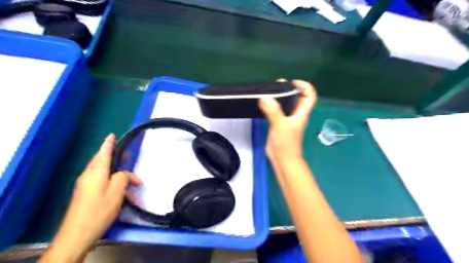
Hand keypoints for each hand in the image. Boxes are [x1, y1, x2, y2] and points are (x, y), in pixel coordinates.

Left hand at [40, 135, 139, 261]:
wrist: (77, 233)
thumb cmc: (99, 210)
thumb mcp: (117, 191)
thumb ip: (122, 177)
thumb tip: (122, 174)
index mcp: (96, 172)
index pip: (103, 153)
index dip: (108, 144)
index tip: (112, 135)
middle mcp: (89, 176)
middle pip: (102, 161)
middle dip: (115, 157)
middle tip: (127, 156)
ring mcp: (86, 185)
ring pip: (103, 172)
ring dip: (117, 173)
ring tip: (131, 178)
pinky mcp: (86, 194)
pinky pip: (101, 181)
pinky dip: (113, 181)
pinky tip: (122, 189)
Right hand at [258, 79, 315, 162]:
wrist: (282, 158)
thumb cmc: (286, 143)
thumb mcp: (280, 125)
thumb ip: (273, 111)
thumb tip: (264, 97)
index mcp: (301, 113)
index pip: (310, 96)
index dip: (305, 87)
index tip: (293, 83)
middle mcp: (295, 114)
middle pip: (297, 98)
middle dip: (289, 89)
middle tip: (277, 85)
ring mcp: (287, 120)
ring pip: (286, 104)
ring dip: (279, 97)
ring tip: (269, 92)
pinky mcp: (278, 124)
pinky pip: (277, 111)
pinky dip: (272, 105)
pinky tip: (264, 103)